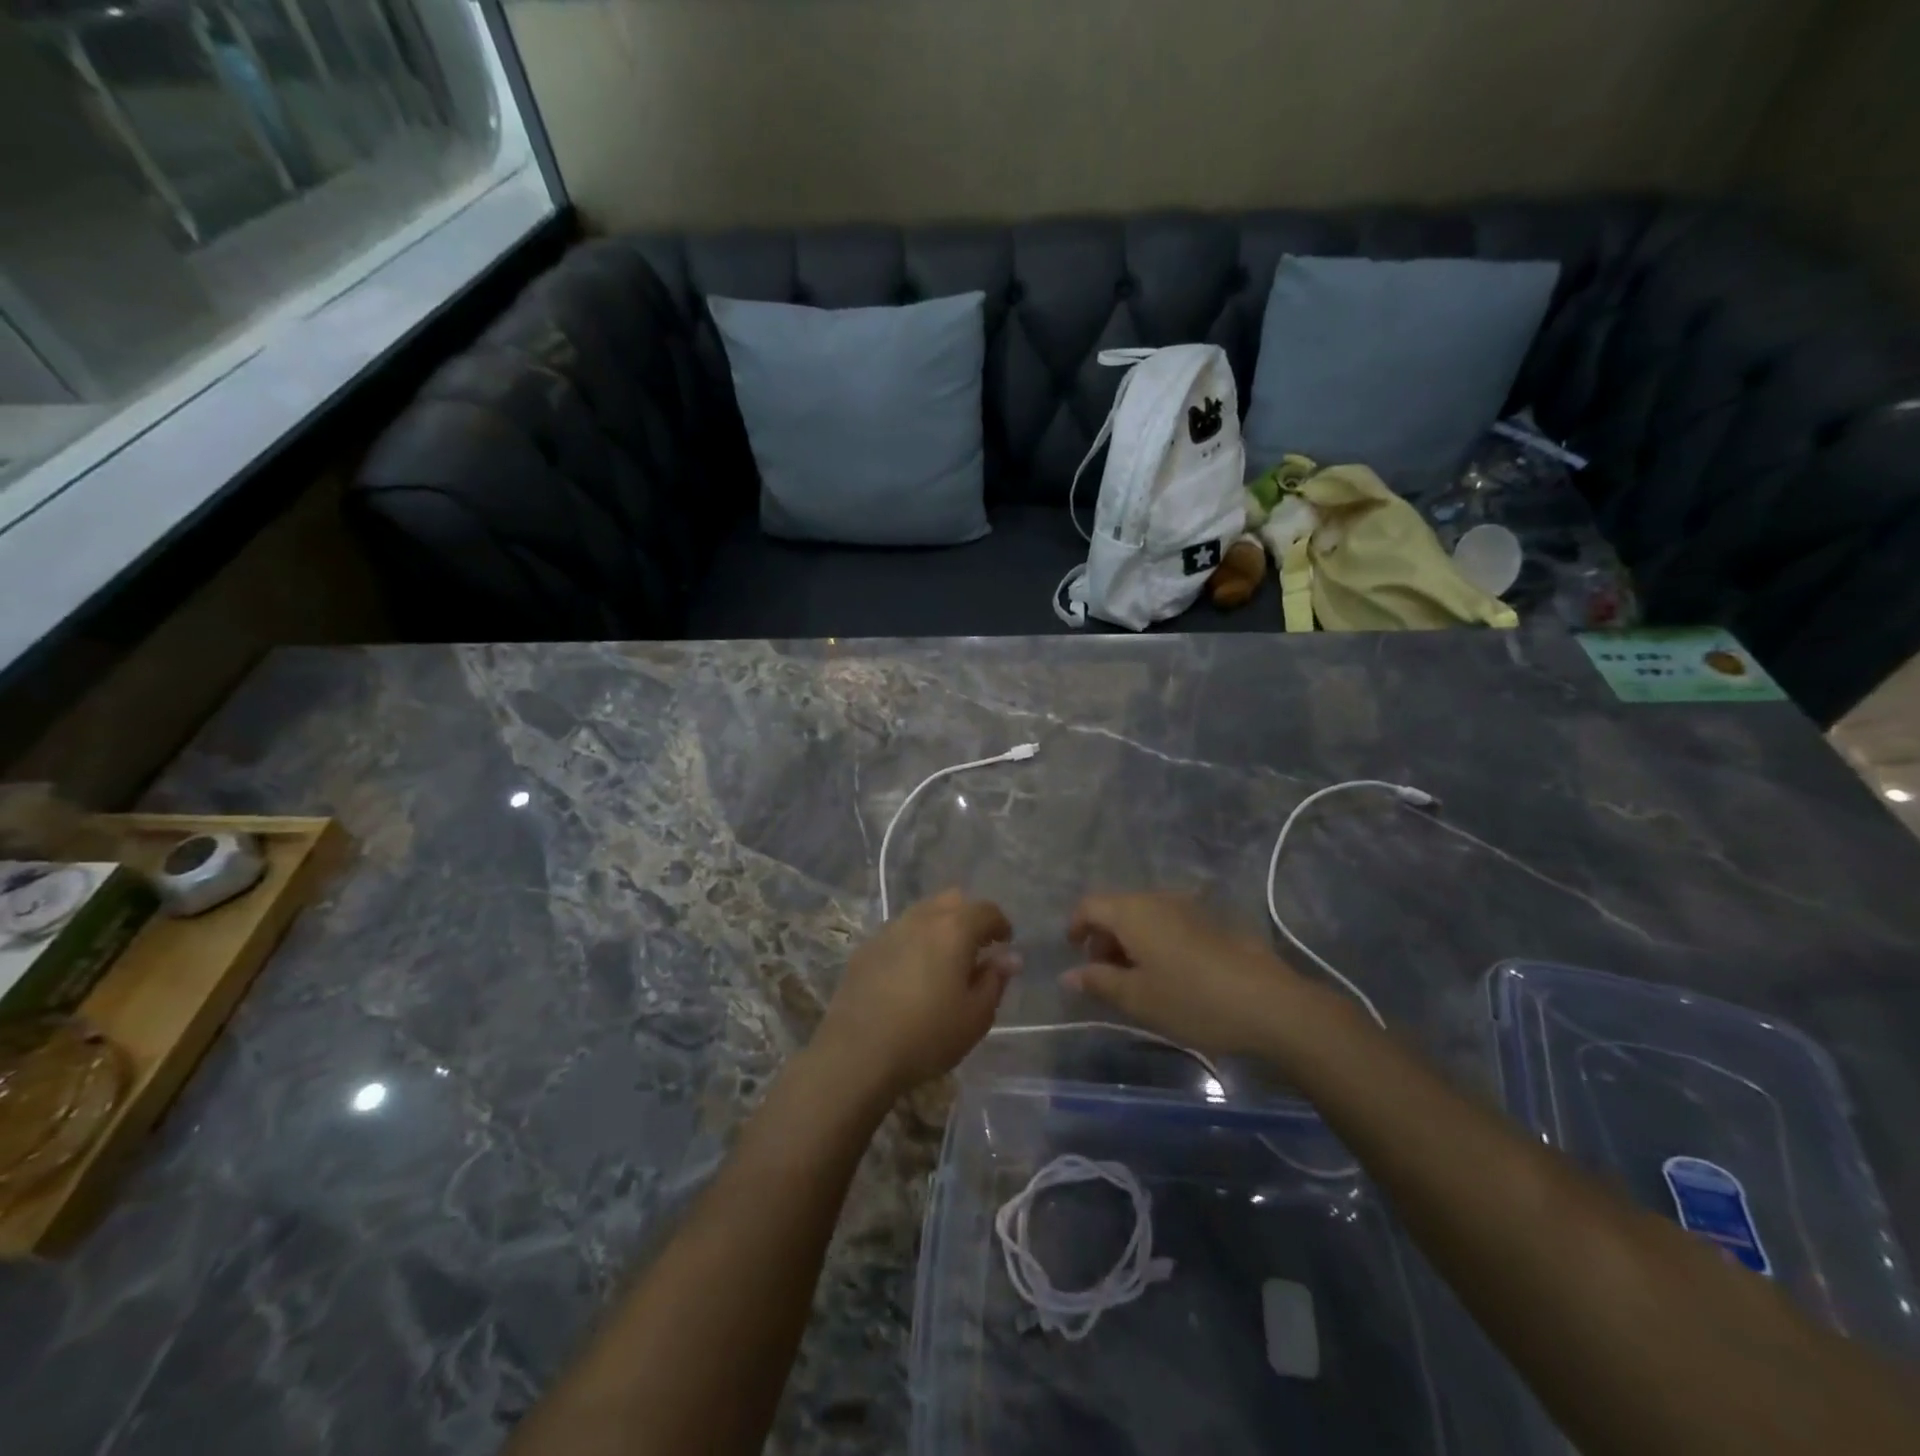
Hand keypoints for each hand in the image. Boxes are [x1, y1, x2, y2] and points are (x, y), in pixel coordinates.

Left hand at [816, 890, 1016, 1098]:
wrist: (857, 1052)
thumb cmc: (927, 1036)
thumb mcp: (975, 1016)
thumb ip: (995, 980)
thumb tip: (1009, 957)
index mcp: (954, 929)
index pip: (986, 910)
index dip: (1000, 924)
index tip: (1004, 944)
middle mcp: (921, 918)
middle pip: (952, 900)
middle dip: (969, 917)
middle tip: (976, 948)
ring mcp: (889, 930)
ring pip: (923, 913)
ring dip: (939, 927)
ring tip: (943, 961)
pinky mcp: (866, 948)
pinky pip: (899, 932)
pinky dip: (913, 942)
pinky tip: (911, 973)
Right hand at [1063, 892, 1322, 1056]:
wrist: (1270, 1003)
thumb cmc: (1192, 1000)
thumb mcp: (1137, 998)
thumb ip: (1098, 982)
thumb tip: (1068, 975)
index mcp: (1133, 911)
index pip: (1089, 905)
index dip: (1075, 926)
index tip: (1073, 952)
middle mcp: (1158, 898)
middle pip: (1117, 908)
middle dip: (1103, 937)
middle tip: (1103, 973)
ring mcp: (1189, 907)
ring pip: (1145, 915)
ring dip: (1131, 940)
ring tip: (1135, 978)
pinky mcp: (1213, 921)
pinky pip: (1169, 922)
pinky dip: (1156, 940)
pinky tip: (1169, 974)